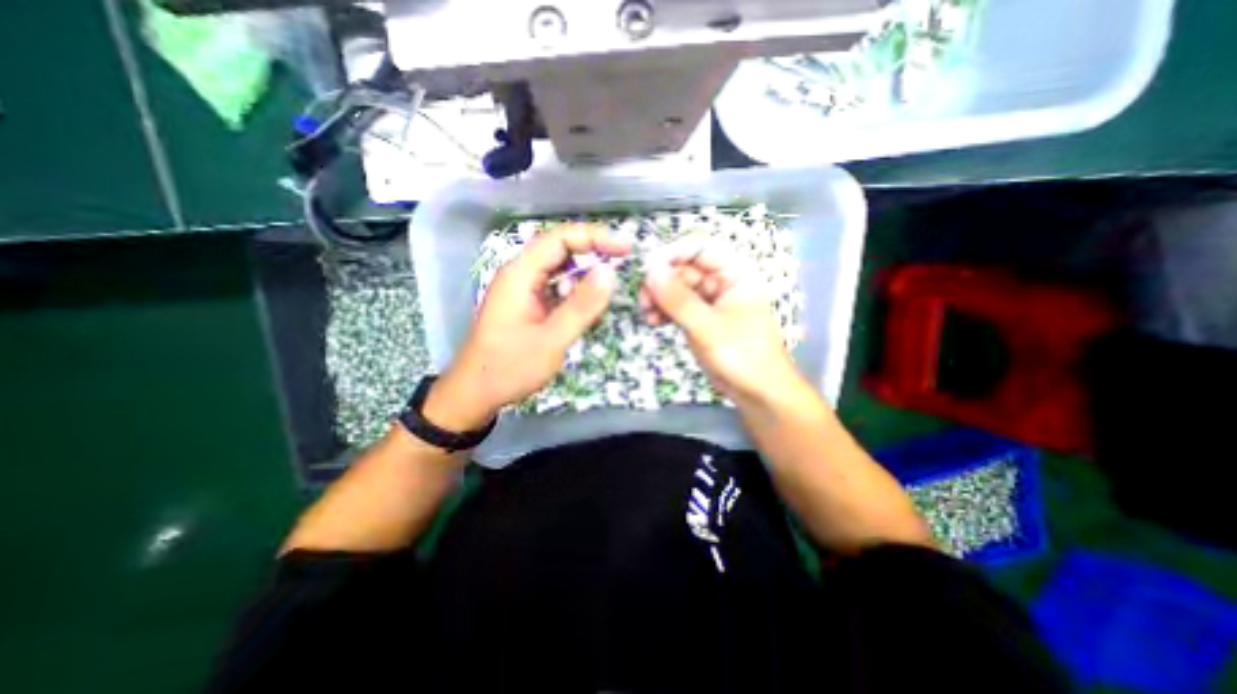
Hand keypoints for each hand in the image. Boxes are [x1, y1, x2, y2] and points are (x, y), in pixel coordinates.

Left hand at [432, 223, 630, 427]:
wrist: (475, 393)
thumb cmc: (509, 368)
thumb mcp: (552, 340)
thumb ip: (582, 306)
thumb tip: (609, 273)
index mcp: (520, 274)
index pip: (560, 239)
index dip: (595, 237)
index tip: (625, 248)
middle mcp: (520, 275)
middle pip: (560, 249)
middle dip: (593, 252)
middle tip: (624, 262)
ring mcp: (522, 290)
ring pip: (559, 270)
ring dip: (585, 276)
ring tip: (607, 292)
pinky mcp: (527, 304)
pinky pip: (555, 289)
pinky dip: (575, 294)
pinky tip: (587, 310)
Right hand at [639, 243, 803, 404]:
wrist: (758, 393)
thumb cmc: (742, 356)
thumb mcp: (707, 326)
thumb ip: (678, 298)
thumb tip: (649, 269)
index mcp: (735, 273)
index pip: (700, 247)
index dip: (672, 253)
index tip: (647, 269)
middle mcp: (722, 282)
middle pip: (684, 268)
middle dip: (661, 281)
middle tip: (643, 300)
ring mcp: (710, 302)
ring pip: (677, 288)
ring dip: (659, 298)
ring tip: (647, 315)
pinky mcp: (701, 319)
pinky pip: (678, 307)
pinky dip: (664, 311)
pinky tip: (653, 322)